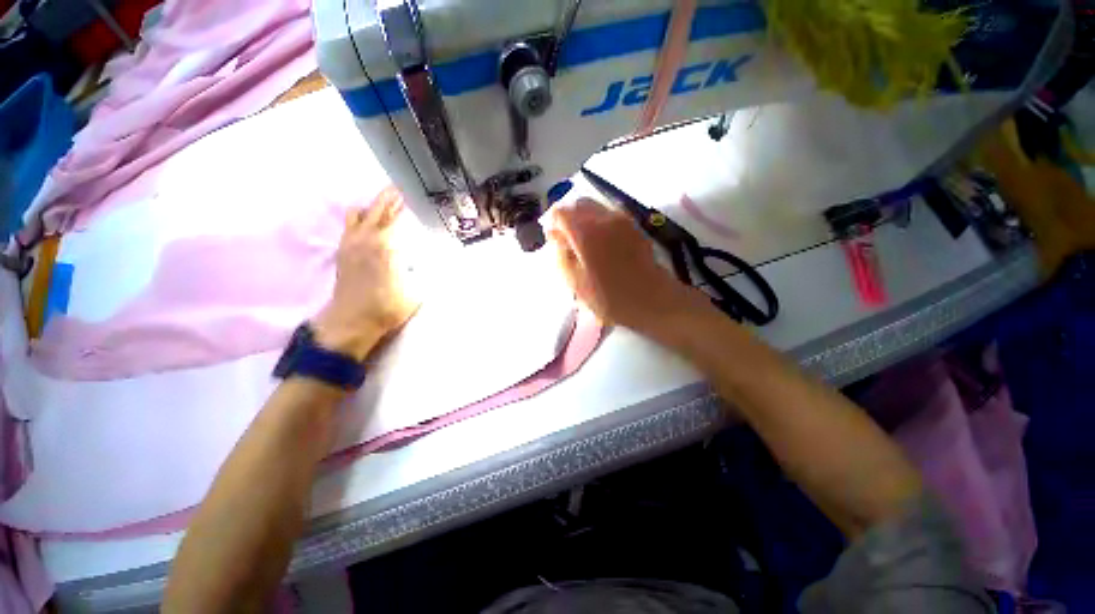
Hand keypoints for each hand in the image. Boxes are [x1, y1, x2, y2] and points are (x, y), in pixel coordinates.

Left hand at [313, 186, 420, 359]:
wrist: (351, 322)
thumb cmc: (384, 309)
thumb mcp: (414, 295)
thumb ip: (424, 274)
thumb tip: (435, 261)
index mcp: (387, 244)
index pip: (398, 214)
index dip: (407, 203)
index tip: (415, 195)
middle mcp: (368, 236)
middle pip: (380, 206)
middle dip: (392, 196)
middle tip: (402, 191)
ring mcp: (352, 241)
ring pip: (360, 211)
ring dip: (372, 207)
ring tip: (384, 208)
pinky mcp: (343, 249)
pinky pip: (350, 223)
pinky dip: (359, 218)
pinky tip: (367, 224)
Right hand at [550, 198, 710, 340]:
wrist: (652, 299)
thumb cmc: (610, 296)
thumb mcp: (574, 281)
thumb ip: (560, 253)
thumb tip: (557, 236)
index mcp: (585, 229)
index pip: (560, 212)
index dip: (553, 225)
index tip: (555, 242)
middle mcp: (603, 217)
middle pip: (578, 205)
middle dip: (570, 218)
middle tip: (569, 242)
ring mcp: (621, 219)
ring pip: (595, 208)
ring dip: (586, 220)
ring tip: (588, 245)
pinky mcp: (634, 226)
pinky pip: (610, 215)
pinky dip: (602, 224)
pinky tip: (605, 246)